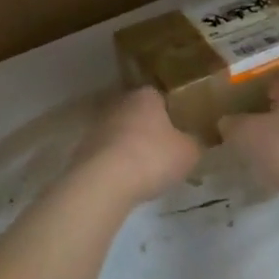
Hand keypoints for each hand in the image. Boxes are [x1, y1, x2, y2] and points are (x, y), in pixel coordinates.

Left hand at [71, 88, 203, 205]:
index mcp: (146, 96)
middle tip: (166, 152)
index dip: (172, 114)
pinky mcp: (84, 149)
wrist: (103, 182)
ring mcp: (98, 125)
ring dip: (132, 147)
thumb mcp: (189, 153)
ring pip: (122, 133)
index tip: (180, 133)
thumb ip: (194, 143)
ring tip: (146, 171)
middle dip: (150, 130)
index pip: (161, 97)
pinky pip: (108, 153)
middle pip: (139, 114)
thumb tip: (193, 141)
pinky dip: (117, 164)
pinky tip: (126, 181)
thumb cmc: (152, 158)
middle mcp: (119, 103)